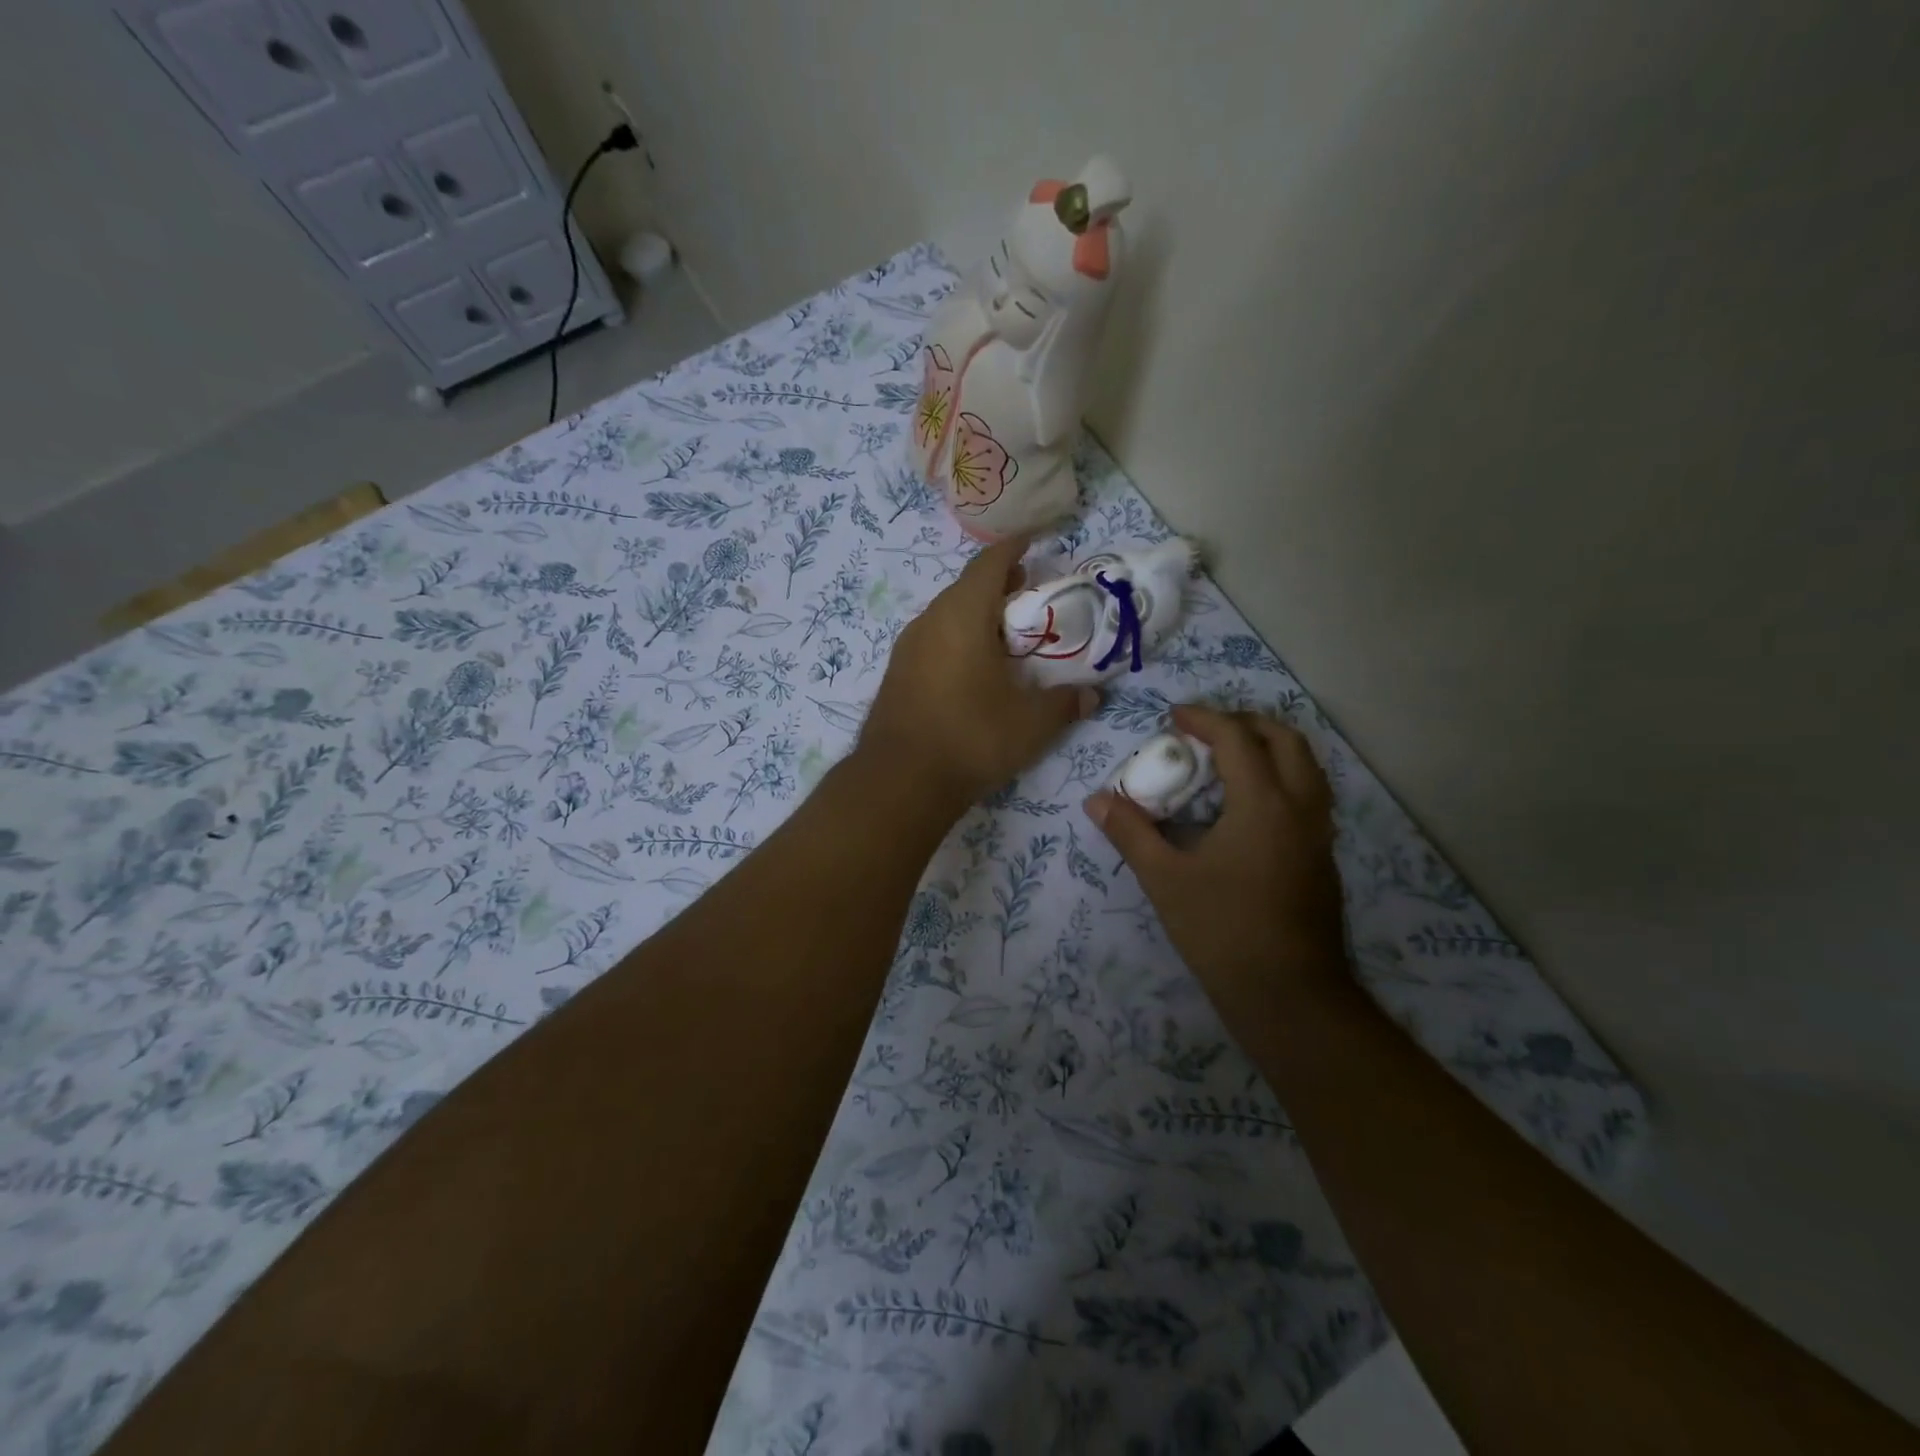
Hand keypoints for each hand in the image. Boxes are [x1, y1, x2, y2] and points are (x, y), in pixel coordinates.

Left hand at [859, 535, 1095, 808]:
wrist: (900, 781)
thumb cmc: (971, 738)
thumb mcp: (1031, 723)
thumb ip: (1065, 704)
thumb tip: (1091, 696)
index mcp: (963, 615)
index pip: (990, 562)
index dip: (1014, 546)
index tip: (1036, 539)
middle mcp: (930, 621)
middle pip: (967, 587)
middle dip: (1000, 584)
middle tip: (1031, 595)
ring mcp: (907, 648)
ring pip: (947, 615)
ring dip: (978, 614)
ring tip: (1007, 634)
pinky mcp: (897, 673)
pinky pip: (933, 640)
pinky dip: (958, 639)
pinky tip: (975, 668)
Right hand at [1085, 705, 1347, 998]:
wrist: (1289, 996)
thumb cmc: (1222, 931)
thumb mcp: (1165, 879)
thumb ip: (1130, 833)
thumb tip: (1096, 800)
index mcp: (1264, 804)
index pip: (1237, 738)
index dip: (1204, 718)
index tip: (1173, 717)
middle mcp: (1301, 808)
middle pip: (1285, 740)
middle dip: (1246, 723)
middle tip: (1206, 730)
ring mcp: (1319, 834)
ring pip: (1305, 767)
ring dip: (1268, 749)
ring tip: (1227, 760)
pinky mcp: (1322, 858)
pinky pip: (1308, 796)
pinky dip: (1280, 779)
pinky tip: (1246, 807)